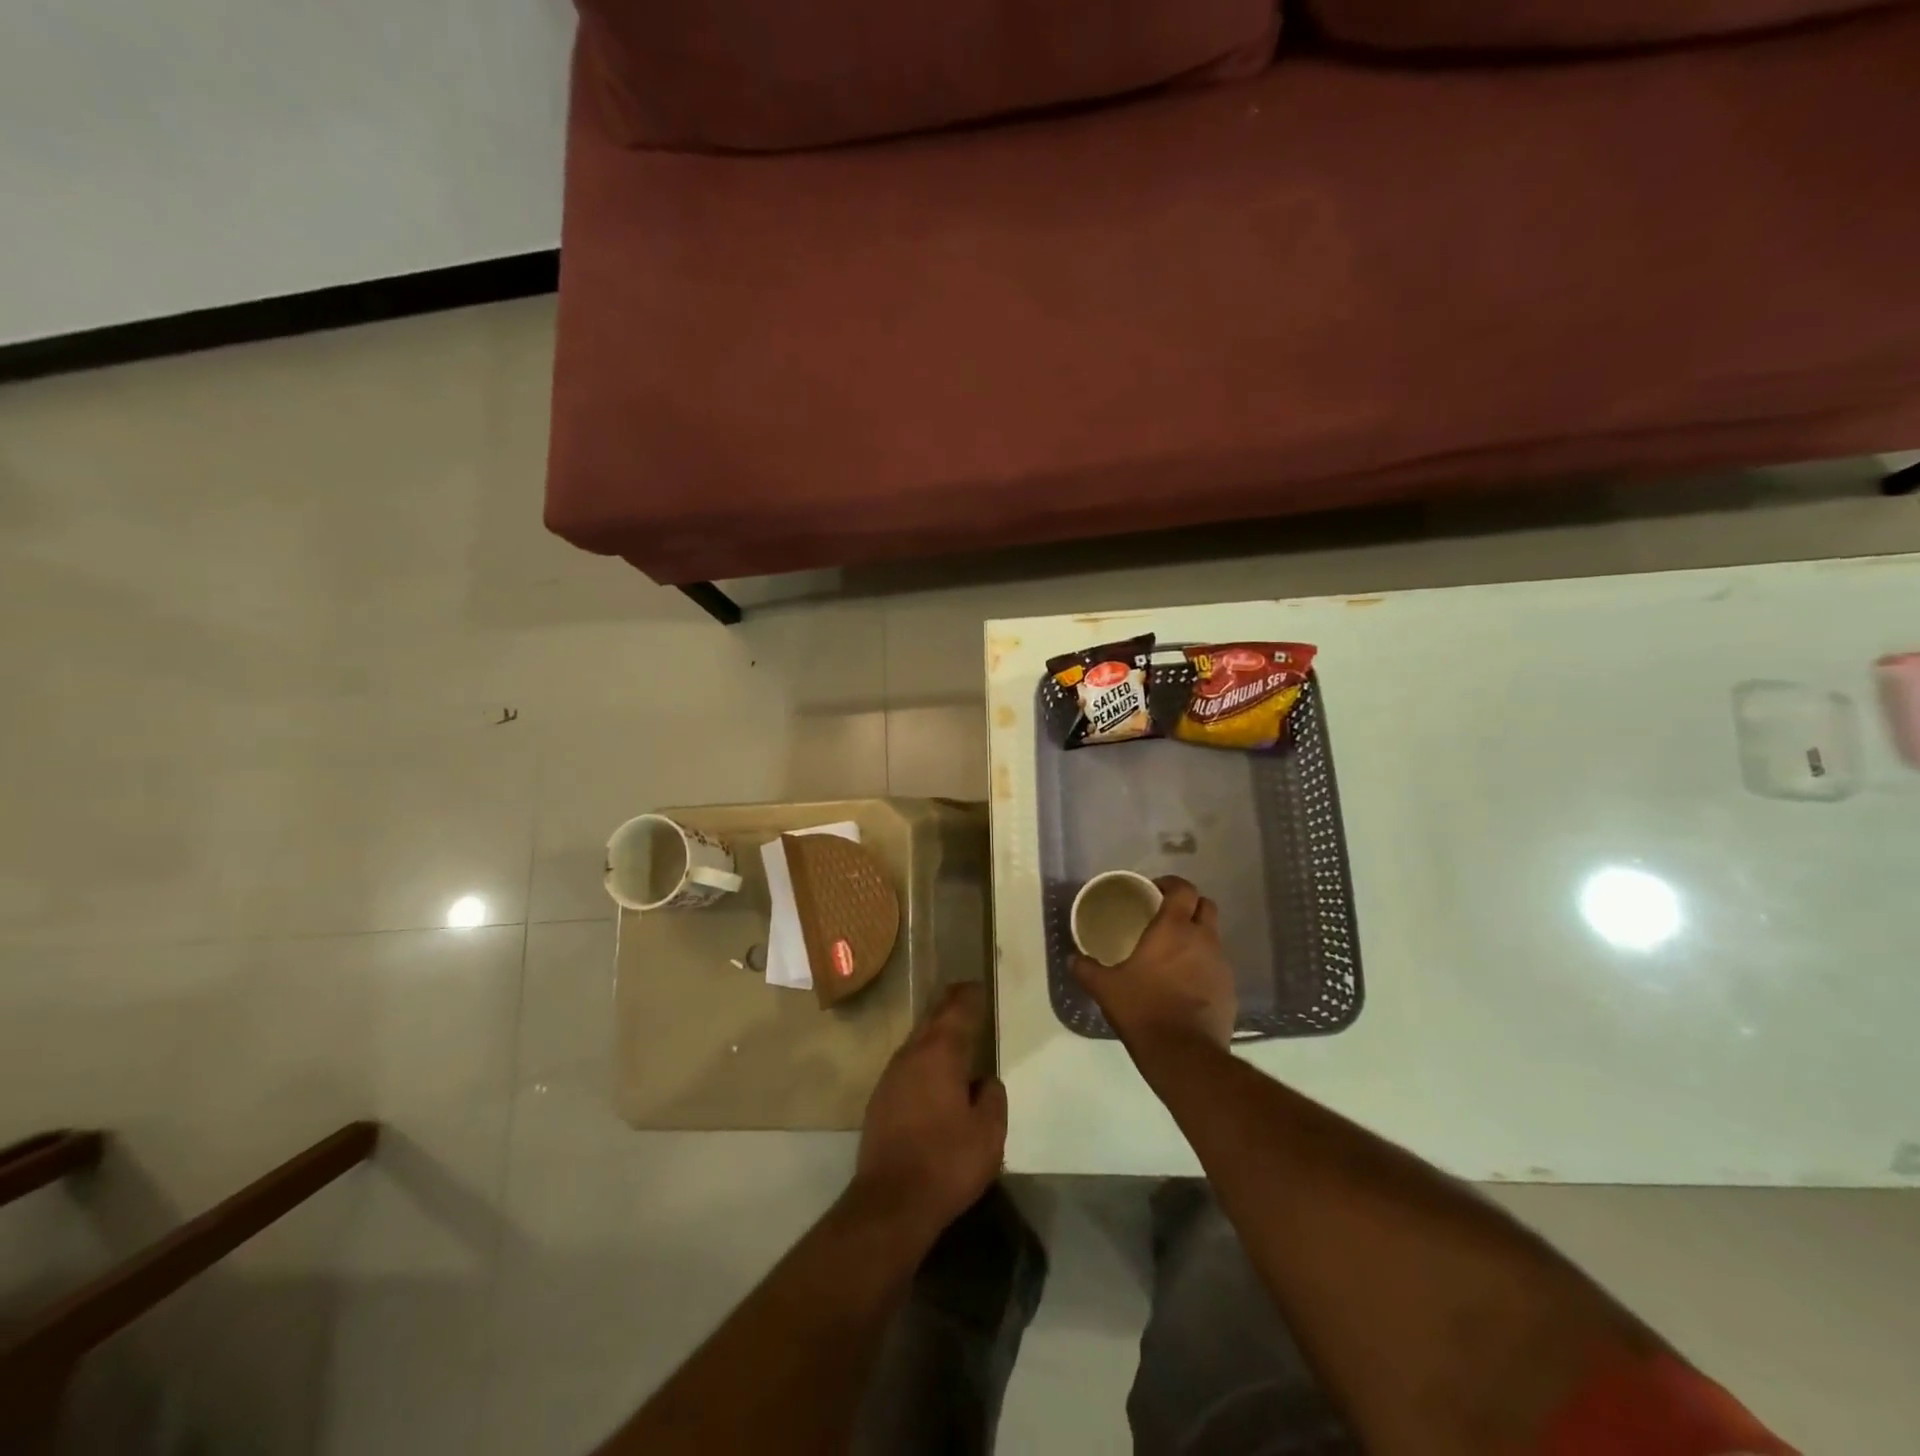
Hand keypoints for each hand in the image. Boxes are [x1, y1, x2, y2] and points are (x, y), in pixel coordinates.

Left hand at [851, 982, 1007, 1244]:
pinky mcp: (880, 1099)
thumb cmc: (947, 1163)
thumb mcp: (988, 1133)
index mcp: (941, 1054)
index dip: (969, 997)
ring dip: (933, 1030)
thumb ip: (992, 1098)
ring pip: (916, 1040)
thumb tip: (985, 1081)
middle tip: (964, 994)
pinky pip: (906, 1063)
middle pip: (932, 1019)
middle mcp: (912, 1055)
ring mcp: (891, 1076)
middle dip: (948, 1005)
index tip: (978, 986)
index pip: (957, 1012)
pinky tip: (931, 1069)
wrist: (891, 1202)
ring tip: (951, 1028)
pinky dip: (922, 1055)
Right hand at [1073, 876, 1235, 1056]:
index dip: (1171, 884)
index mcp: (1174, 928)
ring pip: (1213, 937)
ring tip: (1174, 953)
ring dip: (1198, 937)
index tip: (1154, 891)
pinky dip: (1204, 966)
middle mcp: (1203, 939)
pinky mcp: (1230, 990)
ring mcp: (1221, 965)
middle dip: (1189, 905)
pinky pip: (1217, 967)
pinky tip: (1185, 984)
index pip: (1184, 889)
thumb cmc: (1143, 1009)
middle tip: (1166, 917)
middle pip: (1206, 906)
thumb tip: (1071, 959)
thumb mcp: (1105, 988)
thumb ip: (1086, 969)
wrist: (1184, 1055)